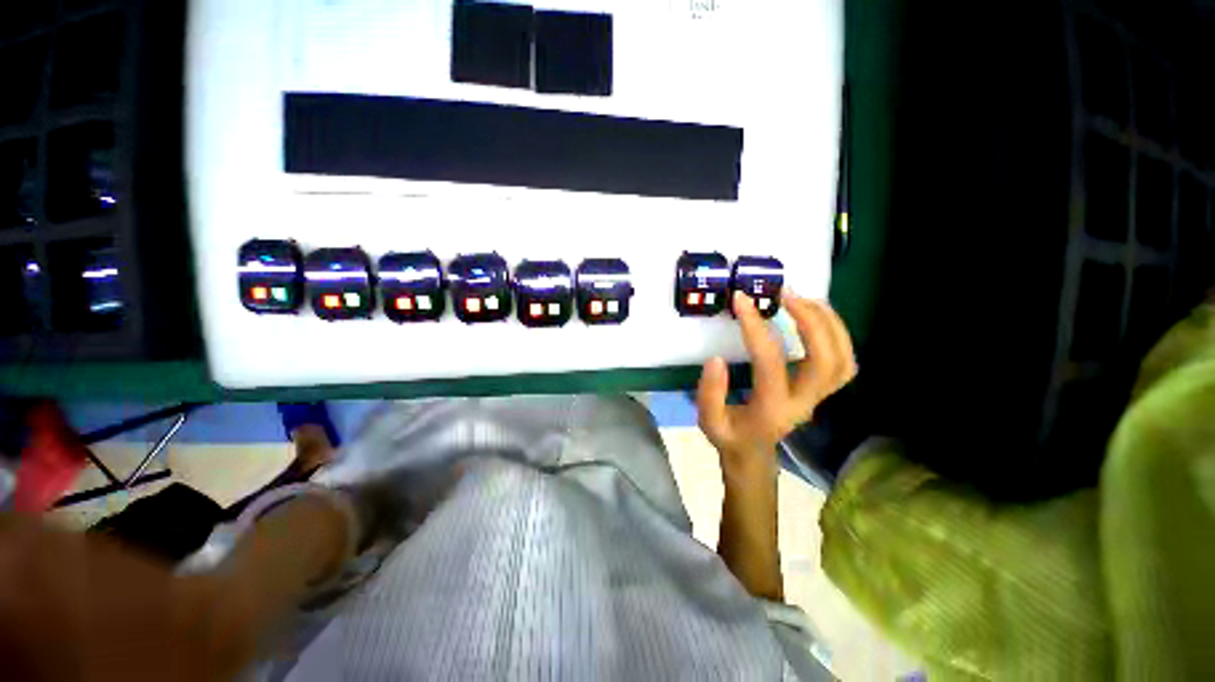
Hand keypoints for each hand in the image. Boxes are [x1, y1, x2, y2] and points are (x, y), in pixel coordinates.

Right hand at [696, 290, 856, 474]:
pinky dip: (836, 333)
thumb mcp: (708, 421)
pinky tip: (815, 315)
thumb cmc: (729, 436)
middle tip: (785, 293)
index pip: (770, 363)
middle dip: (810, 321)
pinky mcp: (821, 391)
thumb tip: (716, 359)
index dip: (755, 328)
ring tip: (804, 297)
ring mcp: (818, 397)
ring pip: (842, 359)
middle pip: (825, 361)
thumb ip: (709, 393)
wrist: (753, 452)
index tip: (741, 300)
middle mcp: (803, 403)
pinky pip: (844, 361)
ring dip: (828, 323)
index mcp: (771, 410)